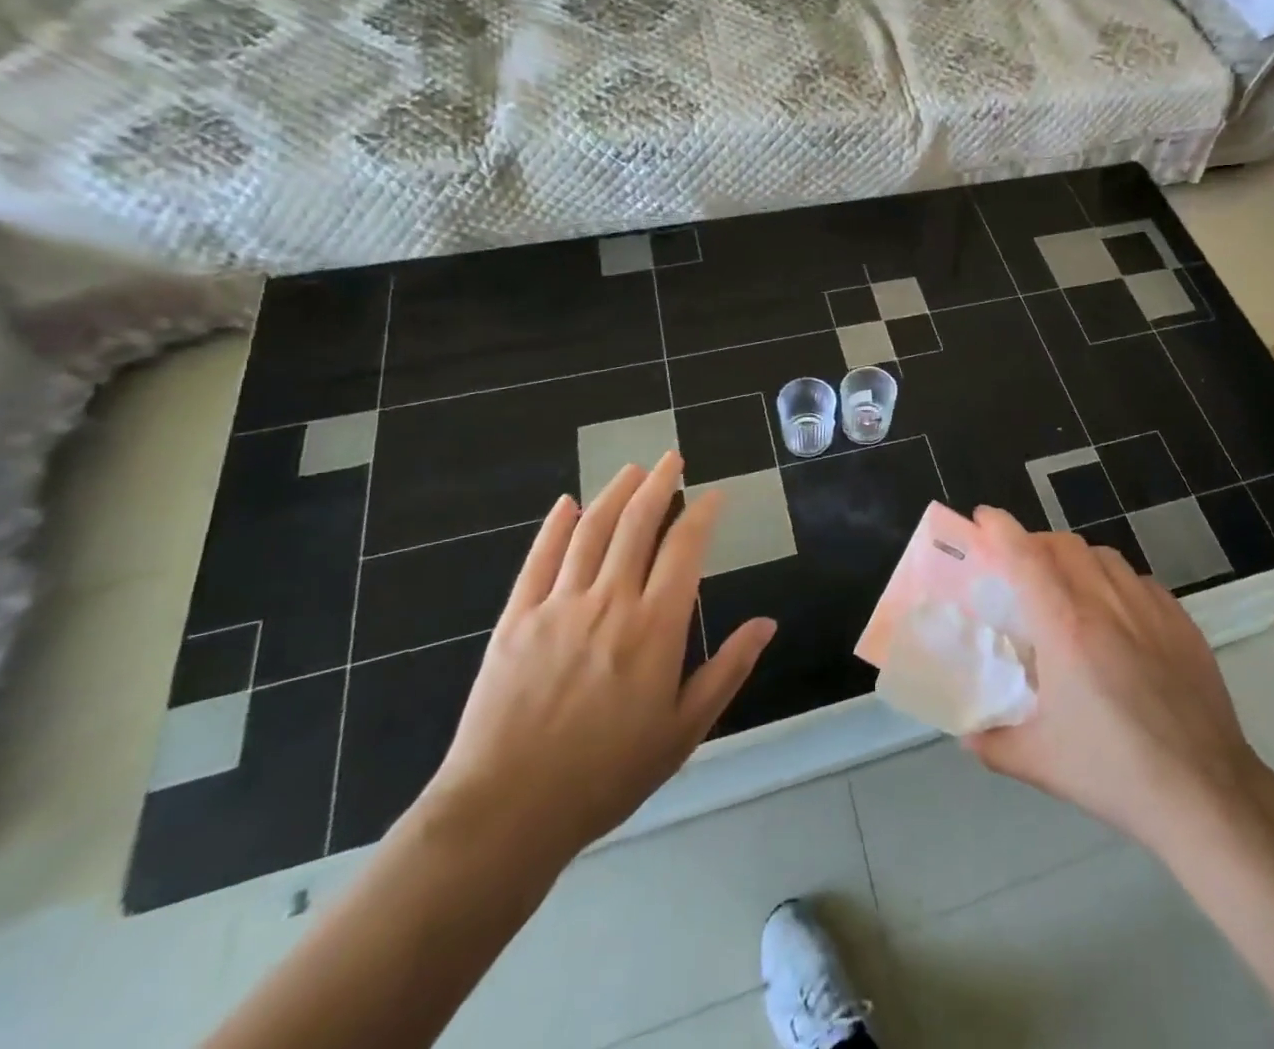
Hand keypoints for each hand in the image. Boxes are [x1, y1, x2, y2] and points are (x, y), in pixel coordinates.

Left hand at [418, 453, 776, 864]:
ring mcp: (558, 606)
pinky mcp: (515, 620)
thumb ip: (728, 670)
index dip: (702, 513)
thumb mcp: (684, 730)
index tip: (714, 495)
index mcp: (655, 626)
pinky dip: (555, 526)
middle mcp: (609, 601)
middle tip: (672, 458)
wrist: (507, 813)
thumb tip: (766, 624)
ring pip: (590, 530)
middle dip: (659, 484)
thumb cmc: (607, 774)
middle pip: (637, 524)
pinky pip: (539, 559)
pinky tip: (566, 504)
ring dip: (614, 493)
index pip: (684, 548)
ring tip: (633, 469)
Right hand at [962, 506, 1273, 859]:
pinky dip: (1116, 583)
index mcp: (1065, 627)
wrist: (1206, 793)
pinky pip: (1140, 581)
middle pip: (1064, 545)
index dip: (1001, 528)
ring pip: (1104, 556)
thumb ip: (993, 742)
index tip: (983, 517)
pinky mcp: (1182, 621)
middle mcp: (1106, 603)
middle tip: (1019, 568)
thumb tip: (967, 734)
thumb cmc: (1114, 773)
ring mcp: (1150, 608)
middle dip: (1035, 543)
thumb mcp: (1039, 762)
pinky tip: (1117, 616)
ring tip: (1068, 589)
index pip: (1025, 557)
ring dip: (1076, 560)